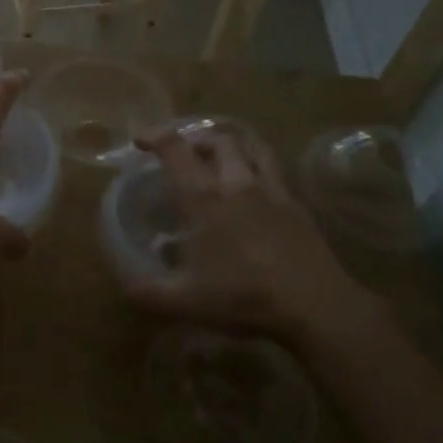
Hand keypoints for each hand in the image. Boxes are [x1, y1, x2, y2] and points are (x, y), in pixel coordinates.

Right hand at [131, 123, 372, 347]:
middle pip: (217, 140)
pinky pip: (275, 171)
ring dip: (232, 143)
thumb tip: (126, 288)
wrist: (316, 306)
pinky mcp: (297, 207)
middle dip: (195, 138)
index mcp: (204, 199)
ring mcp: (272, 192)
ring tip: (221, 154)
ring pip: (252, 147)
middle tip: (183, 153)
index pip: (175, 150)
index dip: (155, 136)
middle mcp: (237, 184)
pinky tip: (255, 187)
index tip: (141, 141)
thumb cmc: (244, 297)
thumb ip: (150, 293)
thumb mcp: (187, 302)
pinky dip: (259, 167)